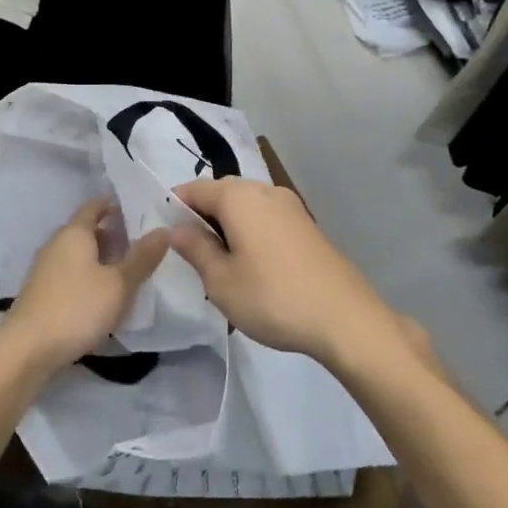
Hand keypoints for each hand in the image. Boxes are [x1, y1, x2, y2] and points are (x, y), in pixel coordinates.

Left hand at [0, 200, 168, 370]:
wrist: (26, 350)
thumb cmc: (76, 308)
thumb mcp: (119, 284)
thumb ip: (142, 257)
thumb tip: (163, 229)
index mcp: (74, 232)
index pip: (95, 206)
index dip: (116, 206)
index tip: (140, 213)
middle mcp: (56, 244)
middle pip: (87, 230)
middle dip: (113, 236)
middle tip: (141, 247)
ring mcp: (45, 270)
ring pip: (79, 255)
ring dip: (101, 260)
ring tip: (128, 274)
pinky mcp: (41, 294)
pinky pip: (70, 276)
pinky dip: (88, 279)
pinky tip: (103, 299)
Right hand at [169, 179, 403, 368]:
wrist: (345, 318)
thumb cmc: (272, 297)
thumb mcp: (221, 281)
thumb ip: (195, 249)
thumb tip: (177, 229)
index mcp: (238, 197)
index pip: (195, 189)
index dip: (175, 206)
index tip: (162, 232)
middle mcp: (264, 190)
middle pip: (222, 193)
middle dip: (202, 216)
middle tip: (189, 252)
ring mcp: (290, 206)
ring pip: (246, 206)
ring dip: (228, 225)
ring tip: (219, 262)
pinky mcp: (307, 225)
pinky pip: (267, 218)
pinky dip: (251, 232)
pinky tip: (251, 264)